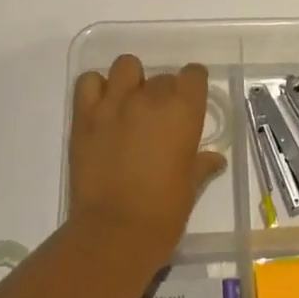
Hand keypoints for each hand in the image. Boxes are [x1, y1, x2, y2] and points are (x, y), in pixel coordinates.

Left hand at [68, 55, 225, 254]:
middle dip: (163, 93)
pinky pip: (89, 82)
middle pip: (162, 77)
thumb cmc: (165, 211)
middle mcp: (151, 98)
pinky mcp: (84, 116)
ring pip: (125, 67)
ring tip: (129, 105)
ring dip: (131, 81)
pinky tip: (103, 108)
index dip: (193, 85)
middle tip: (159, 120)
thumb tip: (214, 159)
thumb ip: (202, 164)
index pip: (194, 75)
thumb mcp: (191, 185)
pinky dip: (97, 88)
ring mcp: (114, 104)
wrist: (116, 230)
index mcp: (184, 112)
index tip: (190, 100)